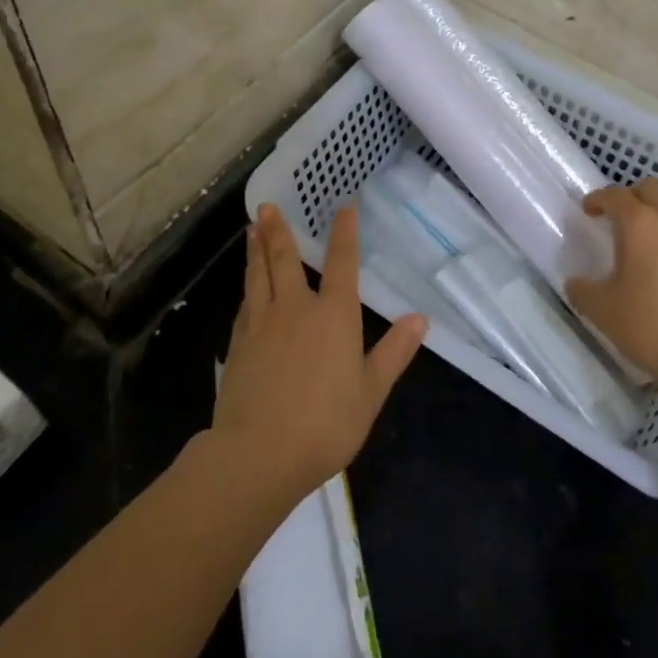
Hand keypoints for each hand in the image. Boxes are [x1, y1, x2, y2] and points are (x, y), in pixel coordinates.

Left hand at [212, 204, 426, 503]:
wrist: (258, 452)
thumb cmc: (325, 423)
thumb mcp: (371, 391)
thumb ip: (394, 352)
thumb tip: (420, 319)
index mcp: (334, 314)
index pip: (342, 262)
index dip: (344, 232)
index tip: (343, 206)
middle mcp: (295, 308)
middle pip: (285, 259)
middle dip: (279, 230)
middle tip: (267, 205)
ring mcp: (262, 324)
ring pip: (258, 275)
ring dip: (256, 249)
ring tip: (252, 228)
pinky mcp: (238, 344)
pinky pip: (245, 303)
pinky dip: (247, 286)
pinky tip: (246, 287)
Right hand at [566, 178, 657, 402]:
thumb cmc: (653, 325)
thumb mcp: (603, 312)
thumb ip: (583, 291)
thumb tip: (576, 283)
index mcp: (639, 224)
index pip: (615, 195)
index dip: (598, 199)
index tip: (588, 210)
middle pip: (650, 189)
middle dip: (631, 198)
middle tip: (617, 220)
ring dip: (657, 216)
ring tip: (645, 244)